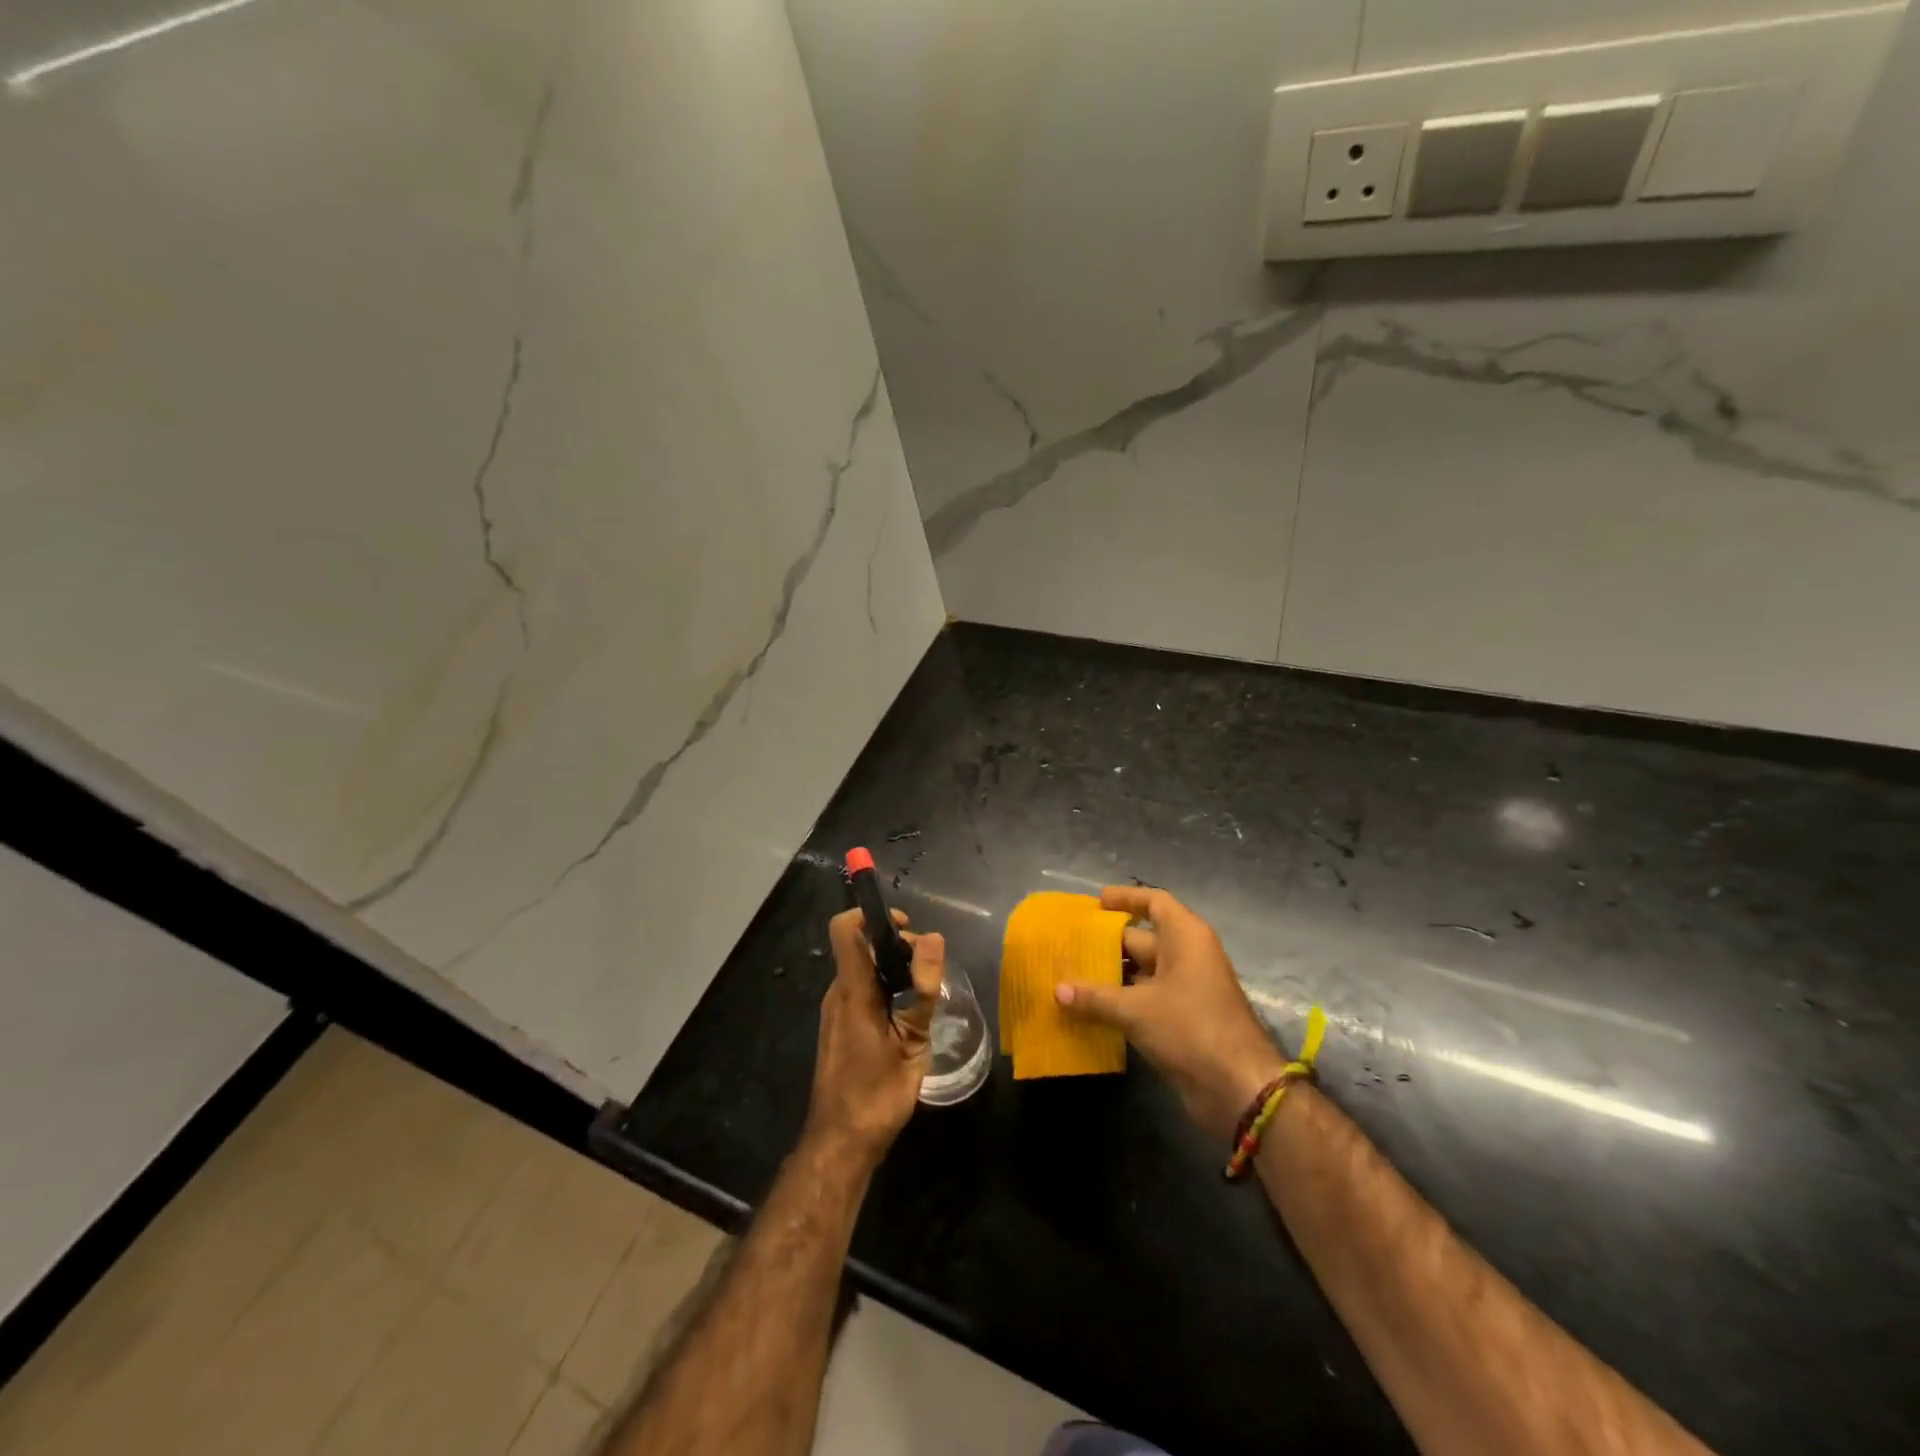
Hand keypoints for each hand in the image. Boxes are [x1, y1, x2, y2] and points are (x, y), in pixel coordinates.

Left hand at [805, 908, 944, 1169]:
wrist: (840, 1144)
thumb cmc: (877, 1093)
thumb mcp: (911, 1042)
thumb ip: (922, 989)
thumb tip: (933, 938)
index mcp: (852, 990)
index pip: (846, 928)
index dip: (872, 915)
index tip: (906, 926)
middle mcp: (838, 993)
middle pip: (862, 947)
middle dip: (896, 947)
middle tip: (928, 973)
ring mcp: (836, 1011)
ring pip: (864, 970)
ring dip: (893, 971)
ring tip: (923, 996)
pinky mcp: (840, 1028)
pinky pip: (861, 992)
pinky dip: (885, 990)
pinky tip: (907, 1017)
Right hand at [1056, 885, 1285, 1140]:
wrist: (1237, 1088)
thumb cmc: (1190, 1028)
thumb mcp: (1136, 1009)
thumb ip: (1095, 997)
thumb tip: (1057, 989)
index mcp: (1185, 937)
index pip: (1154, 902)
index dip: (1126, 898)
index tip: (1096, 902)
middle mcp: (1187, 956)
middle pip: (1141, 939)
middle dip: (1105, 943)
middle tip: (1067, 946)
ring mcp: (1186, 988)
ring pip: (1140, 972)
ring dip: (1109, 976)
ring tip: (1069, 976)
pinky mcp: (1181, 1019)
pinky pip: (1144, 999)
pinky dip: (1120, 1001)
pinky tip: (1088, 1009)